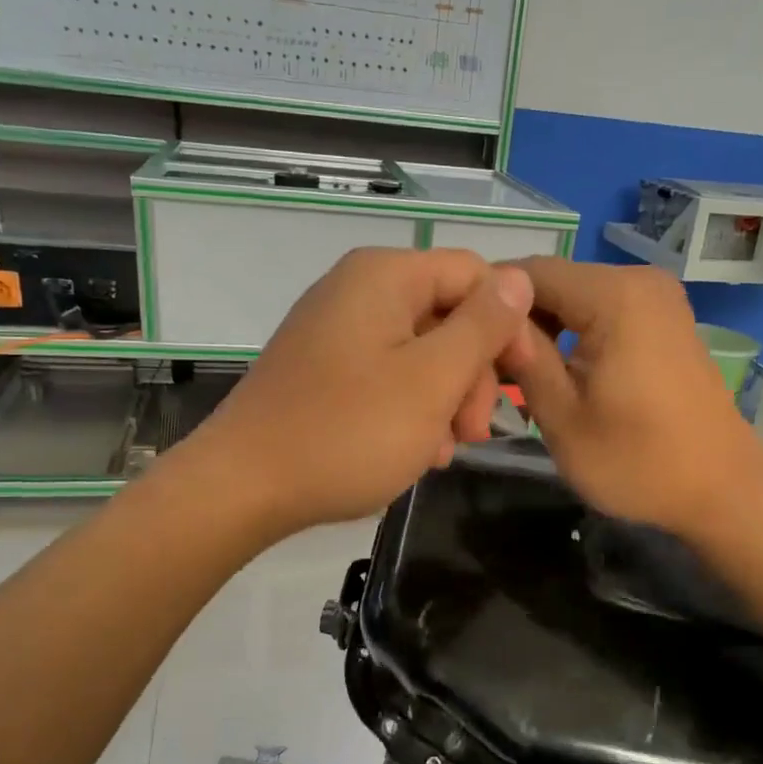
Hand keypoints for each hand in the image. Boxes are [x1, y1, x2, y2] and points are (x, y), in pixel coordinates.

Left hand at [185, 247, 533, 540]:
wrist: (244, 487)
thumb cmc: (347, 432)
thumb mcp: (431, 380)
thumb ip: (482, 326)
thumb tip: (518, 279)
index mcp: (385, 276)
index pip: (475, 275)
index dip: (507, 326)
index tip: (517, 384)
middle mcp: (359, 290)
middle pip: (448, 315)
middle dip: (471, 375)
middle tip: (473, 433)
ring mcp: (337, 330)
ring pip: (421, 352)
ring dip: (444, 400)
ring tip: (441, 451)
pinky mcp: (324, 369)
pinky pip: (387, 375)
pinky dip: (410, 409)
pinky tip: (413, 451)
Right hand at [500, 258, 762, 536]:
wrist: (723, 489)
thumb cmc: (640, 462)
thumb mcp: (564, 419)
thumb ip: (524, 359)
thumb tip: (490, 320)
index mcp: (614, 296)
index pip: (528, 273)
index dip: (487, 303)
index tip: (461, 344)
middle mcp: (638, 281)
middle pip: (553, 282)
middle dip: (516, 320)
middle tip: (488, 370)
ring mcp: (657, 298)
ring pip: (575, 297)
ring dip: (542, 330)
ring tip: (517, 377)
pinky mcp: (664, 319)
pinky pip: (602, 311)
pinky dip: (573, 335)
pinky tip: (557, 373)